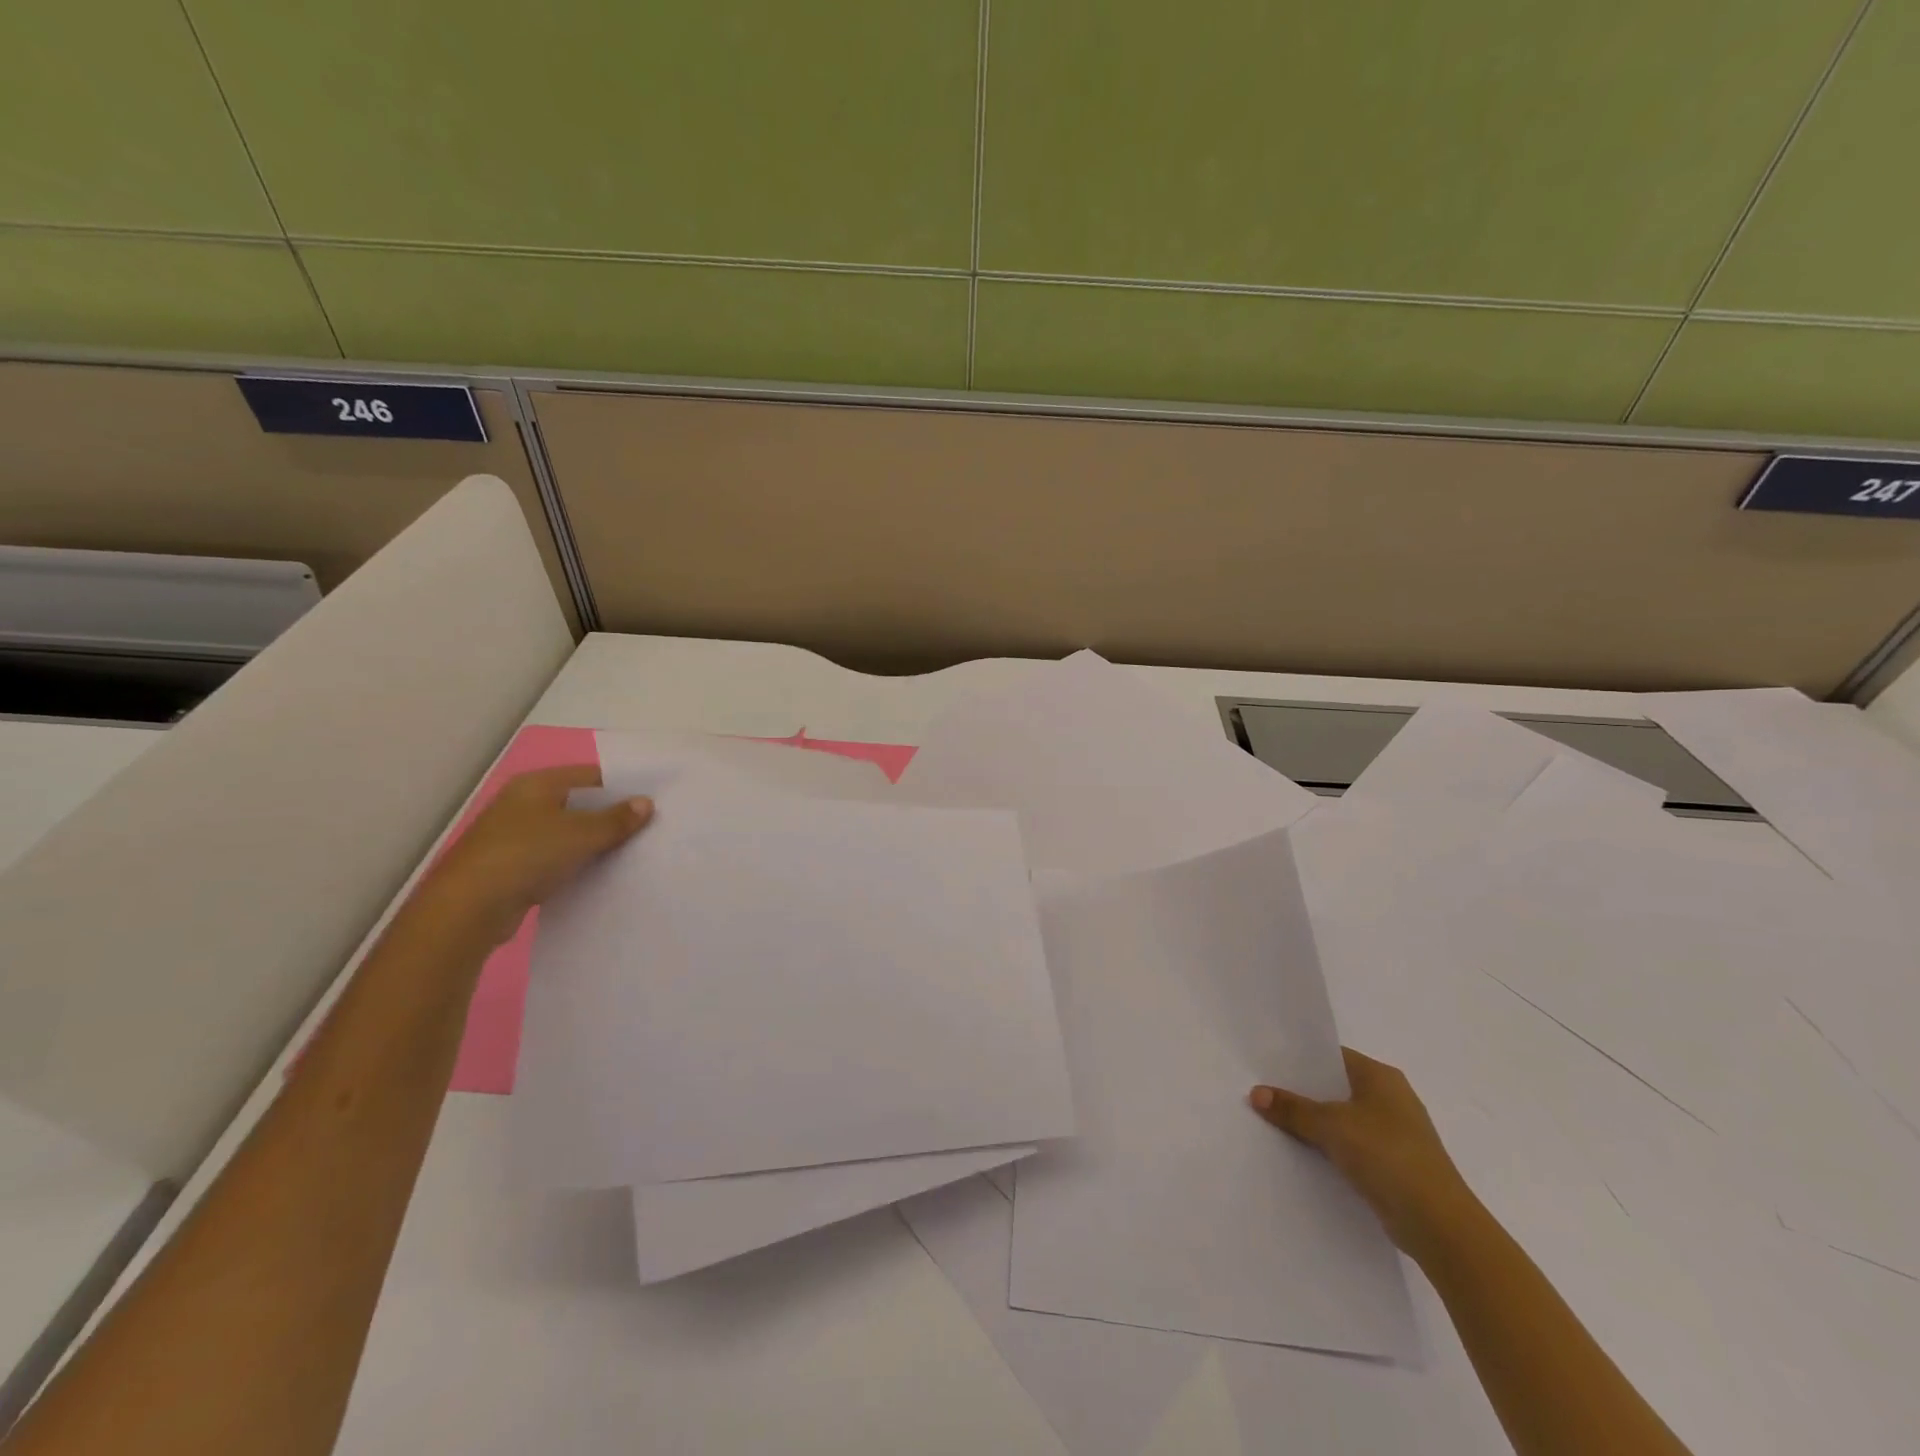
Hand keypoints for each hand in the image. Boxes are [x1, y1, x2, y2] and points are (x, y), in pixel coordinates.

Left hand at [416, 766, 653, 946]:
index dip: (622, 787)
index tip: (653, 801)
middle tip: (651, 828)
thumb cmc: (526, 855)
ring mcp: (517, 837)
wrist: (469, 909)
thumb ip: (617, 819)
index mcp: (537, 784)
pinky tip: (603, 874)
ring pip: (569, 833)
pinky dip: (579, 864)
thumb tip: (646, 804)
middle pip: (580, 804)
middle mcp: (524, 804)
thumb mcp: (581, 834)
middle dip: (612, 816)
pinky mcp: (515, 867)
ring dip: (596, 843)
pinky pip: (558, 858)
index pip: (591, 776)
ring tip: (635, 852)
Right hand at [1249, 1047, 1476, 1257]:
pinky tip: (1303, 1154)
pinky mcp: (1394, 1165)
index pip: (1333, 1056)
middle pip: (1336, 1087)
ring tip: (1274, 1121)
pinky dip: (1330, 1147)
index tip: (1267, 1063)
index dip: (1300, 1058)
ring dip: (1315, 1122)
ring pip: (1343, 1119)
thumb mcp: (1331, 1125)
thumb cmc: (1387, 1155)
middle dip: (1302, 1092)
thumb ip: (1293, 1108)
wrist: (1439, 1224)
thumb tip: (1256, 1092)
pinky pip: (1352, 1146)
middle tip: (1263, 1091)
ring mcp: (1395, 1134)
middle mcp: (1391, 1099)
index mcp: (1381, 1077)